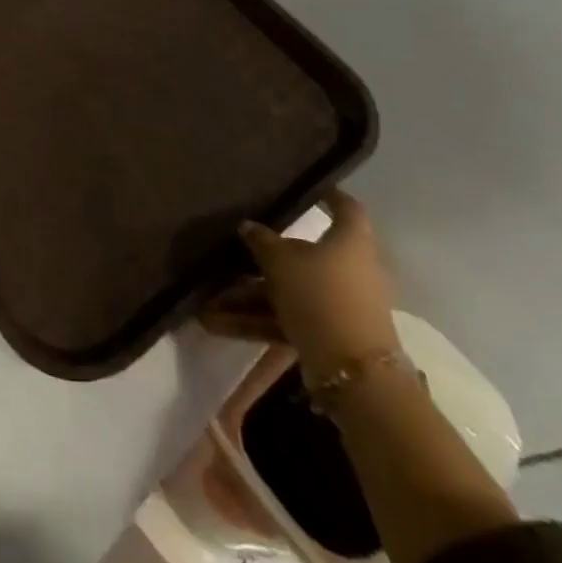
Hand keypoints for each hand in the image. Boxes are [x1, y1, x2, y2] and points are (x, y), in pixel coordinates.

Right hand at [199, 190, 400, 381]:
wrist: (354, 375)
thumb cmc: (322, 296)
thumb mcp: (281, 261)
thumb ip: (261, 241)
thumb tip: (248, 226)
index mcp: (350, 242)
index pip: (346, 209)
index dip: (329, 195)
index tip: (309, 188)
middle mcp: (349, 270)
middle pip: (303, 255)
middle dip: (262, 258)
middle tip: (231, 251)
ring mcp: (338, 305)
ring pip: (288, 291)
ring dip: (247, 296)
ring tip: (207, 301)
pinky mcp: (326, 335)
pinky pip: (285, 318)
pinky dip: (254, 320)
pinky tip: (214, 324)